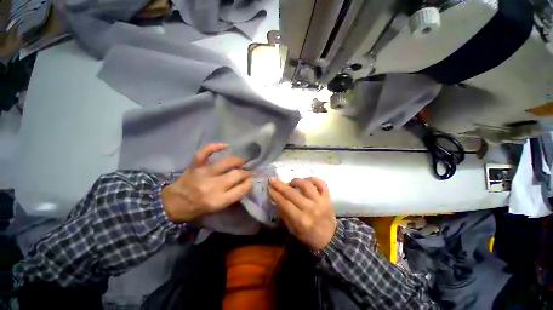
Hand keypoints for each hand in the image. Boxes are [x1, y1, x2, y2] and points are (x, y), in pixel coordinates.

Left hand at [162, 143, 252, 222]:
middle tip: (246, 172)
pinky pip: (206, 153)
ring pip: (227, 163)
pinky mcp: (196, 166)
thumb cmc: (197, 208)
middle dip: (246, 172)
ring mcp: (204, 174)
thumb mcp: (218, 208)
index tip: (251, 180)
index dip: (249, 182)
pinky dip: (215, 147)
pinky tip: (226, 145)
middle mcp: (214, 186)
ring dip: (237, 161)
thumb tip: (245, 183)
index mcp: (219, 200)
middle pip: (237, 174)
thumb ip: (232, 196)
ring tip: (240, 162)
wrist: (173, 204)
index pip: (242, 188)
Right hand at [268, 177, 336, 250]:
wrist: (330, 239)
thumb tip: (277, 199)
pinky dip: (313, 179)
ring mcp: (321, 202)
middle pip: (292, 193)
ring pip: (306, 185)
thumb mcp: (293, 230)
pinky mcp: (328, 198)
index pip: (284, 203)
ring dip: (296, 181)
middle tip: (273, 180)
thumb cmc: (309, 236)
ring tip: (291, 183)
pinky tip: (306, 180)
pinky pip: (321, 184)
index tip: (269, 187)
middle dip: (280, 185)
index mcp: (301, 220)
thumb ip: (284, 214)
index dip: (275, 194)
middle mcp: (311, 209)